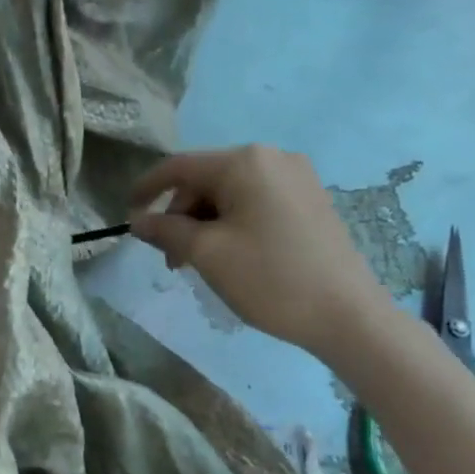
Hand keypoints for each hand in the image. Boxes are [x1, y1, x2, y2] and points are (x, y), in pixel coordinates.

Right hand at [128, 146, 391, 361]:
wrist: (348, 315)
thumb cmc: (270, 278)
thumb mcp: (206, 253)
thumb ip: (165, 230)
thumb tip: (138, 221)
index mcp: (244, 162)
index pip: (179, 167)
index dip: (146, 189)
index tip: (126, 215)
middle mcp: (272, 158)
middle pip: (205, 180)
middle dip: (180, 215)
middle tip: (170, 259)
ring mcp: (296, 178)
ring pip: (229, 194)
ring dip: (204, 223)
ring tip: (198, 263)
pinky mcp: (310, 200)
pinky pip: (254, 202)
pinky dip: (231, 224)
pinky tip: (228, 255)